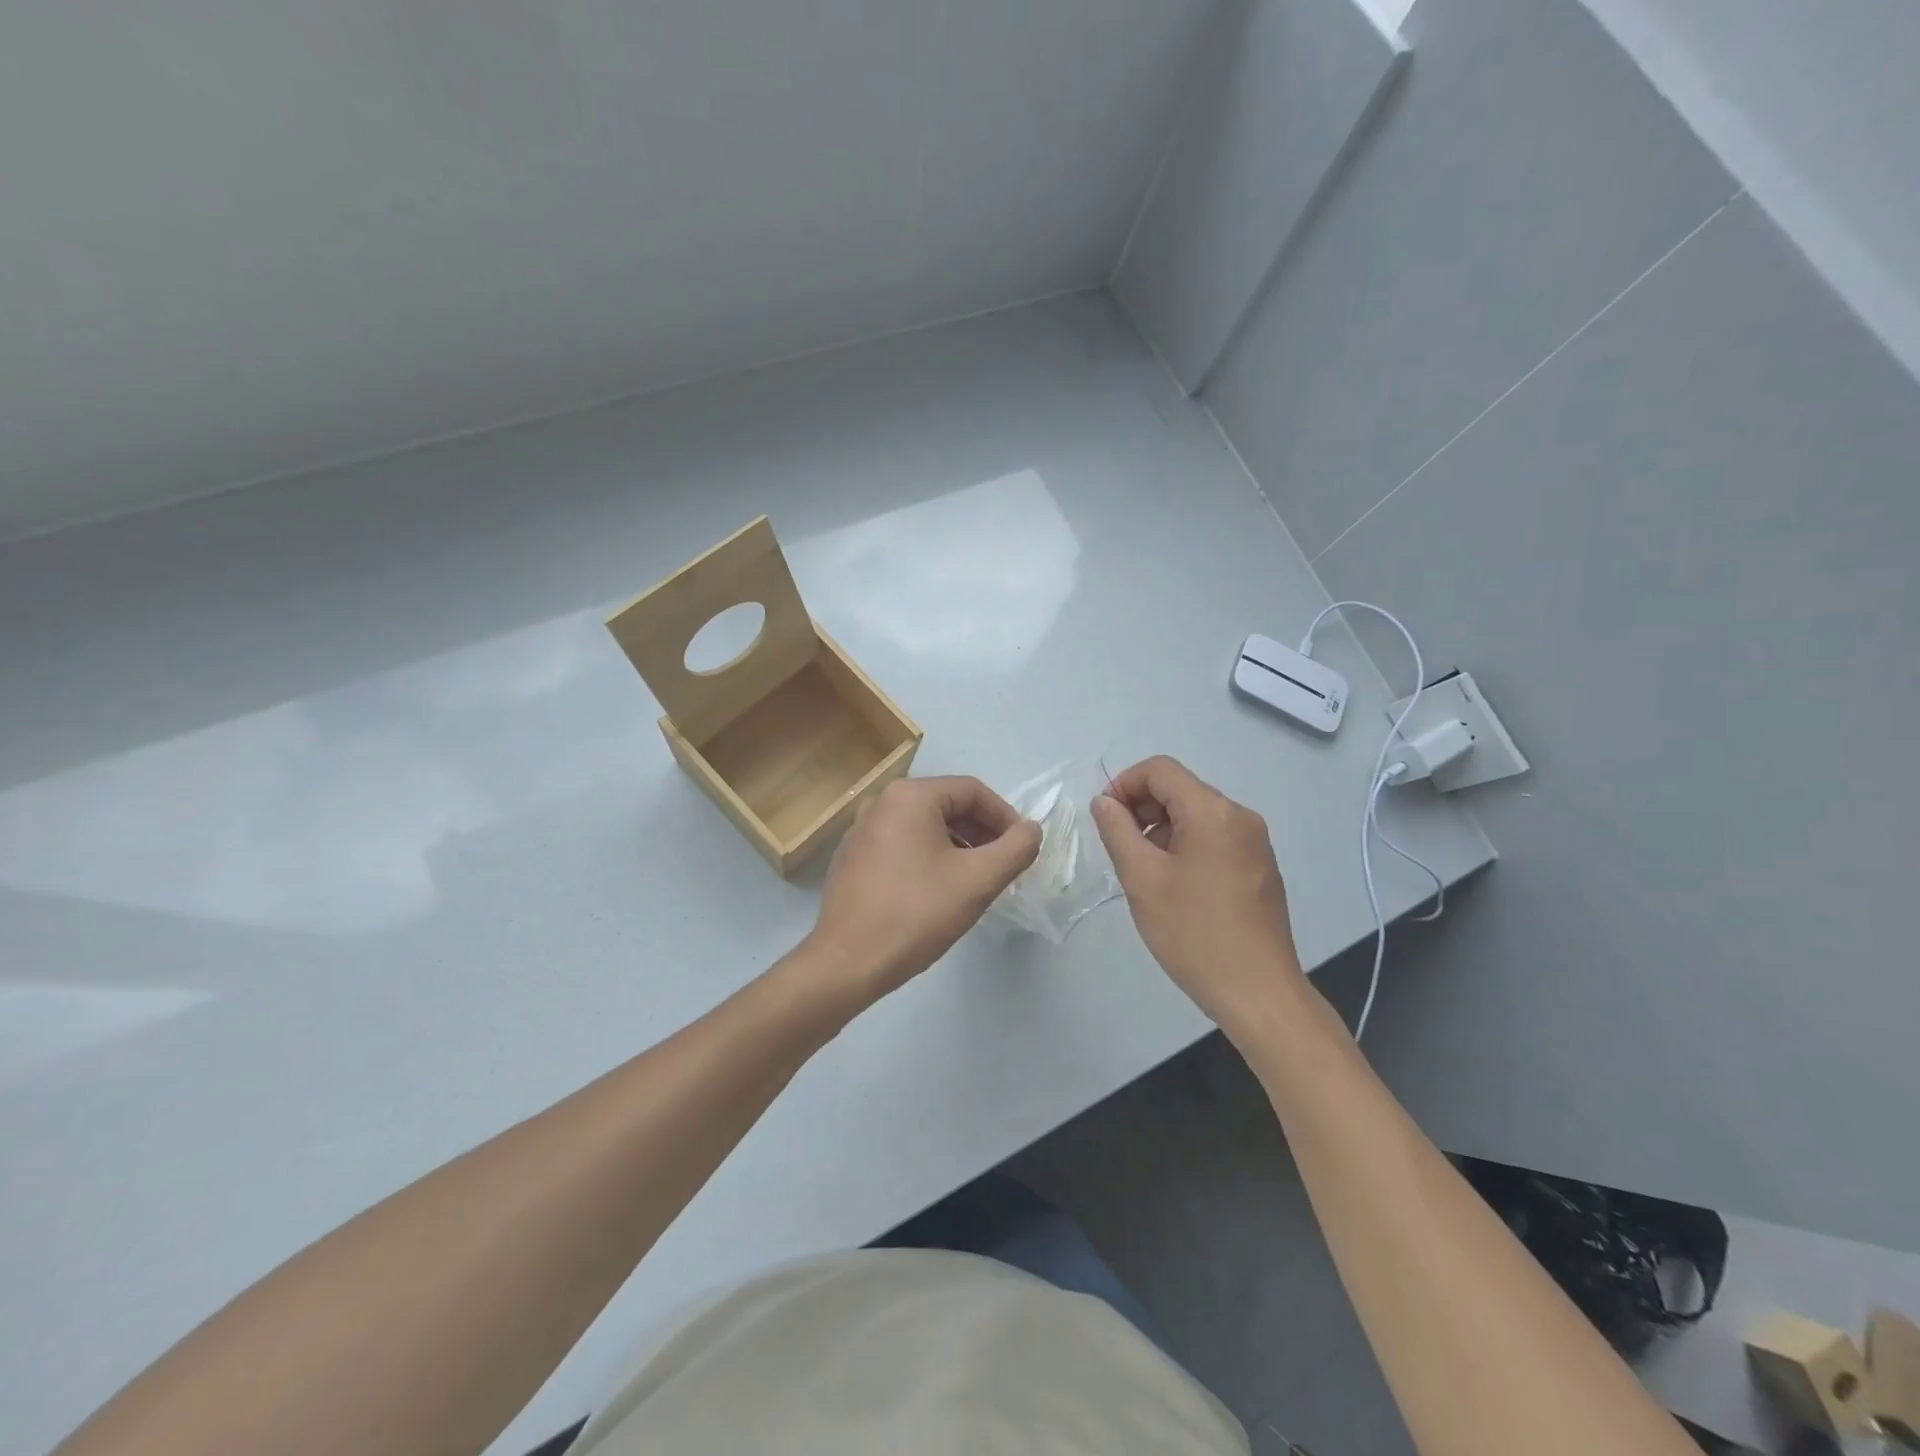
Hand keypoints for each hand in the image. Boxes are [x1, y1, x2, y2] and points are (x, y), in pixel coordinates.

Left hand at [805, 775, 1040, 1003]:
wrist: (847, 962)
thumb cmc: (917, 914)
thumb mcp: (978, 880)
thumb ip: (1015, 848)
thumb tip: (1031, 829)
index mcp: (910, 796)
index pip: (973, 791)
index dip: (1005, 817)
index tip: (1022, 848)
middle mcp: (881, 802)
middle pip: (948, 805)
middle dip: (982, 832)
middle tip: (1003, 866)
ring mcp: (861, 829)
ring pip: (925, 826)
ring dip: (958, 846)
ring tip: (975, 880)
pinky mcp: (853, 857)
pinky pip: (902, 844)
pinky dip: (929, 857)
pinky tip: (938, 890)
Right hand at [1090, 755, 1305, 1032]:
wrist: (1258, 992)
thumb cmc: (1194, 933)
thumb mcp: (1142, 879)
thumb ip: (1117, 831)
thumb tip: (1105, 802)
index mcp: (1213, 812)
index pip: (1160, 770)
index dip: (1124, 784)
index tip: (1104, 818)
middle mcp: (1240, 817)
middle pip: (1181, 789)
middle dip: (1142, 808)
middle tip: (1118, 847)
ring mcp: (1255, 843)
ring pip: (1197, 815)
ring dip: (1161, 829)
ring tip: (1143, 871)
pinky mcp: (1260, 867)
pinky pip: (1215, 838)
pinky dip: (1185, 846)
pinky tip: (1173, 885)